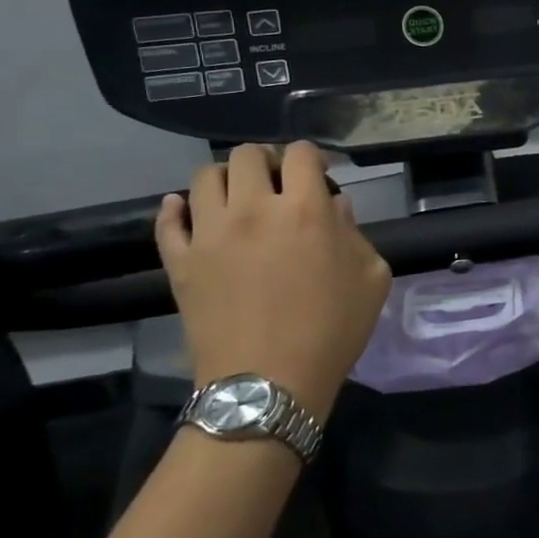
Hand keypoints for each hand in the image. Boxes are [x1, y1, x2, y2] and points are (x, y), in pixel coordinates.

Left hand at [156, 142, 390, 420]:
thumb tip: (335, 207)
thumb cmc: (332, 331)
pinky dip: (177, 209)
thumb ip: (356, 234)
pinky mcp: (179, 261)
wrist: (269, 383)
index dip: (311, 158)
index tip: (317, 176)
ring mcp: (209, 233)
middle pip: (247, 155)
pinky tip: (189, 212)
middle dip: (266, 161)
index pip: (301, 153)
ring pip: (205, 177)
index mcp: (306, 210)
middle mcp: (254, 209)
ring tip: (238, 201)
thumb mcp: (371, 279)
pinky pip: (167, 220)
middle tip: (277, 185)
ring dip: (226, 179)